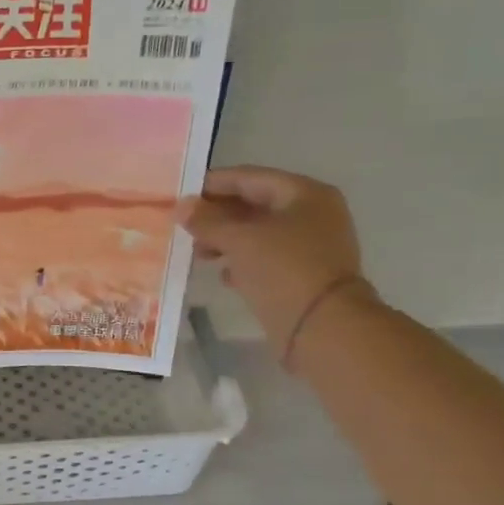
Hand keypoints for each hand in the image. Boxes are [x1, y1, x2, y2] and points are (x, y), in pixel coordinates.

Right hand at [179, 167, 368, 354]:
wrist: (323, 327)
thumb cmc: (283, 270)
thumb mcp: (239, 240)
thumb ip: (207, 221)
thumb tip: (181, 205)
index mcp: (304, 194)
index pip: (249, 177)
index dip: (212, 184)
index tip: (180, 194)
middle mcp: (312, 214)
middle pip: (254, 205)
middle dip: (217, 215)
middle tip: (184, 226)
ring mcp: (310, 245)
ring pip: (258, 233)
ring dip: (226, 240)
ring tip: (198, 252)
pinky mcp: (304, 274)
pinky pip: (266, 259)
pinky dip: (242, 262)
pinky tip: (222, 274)